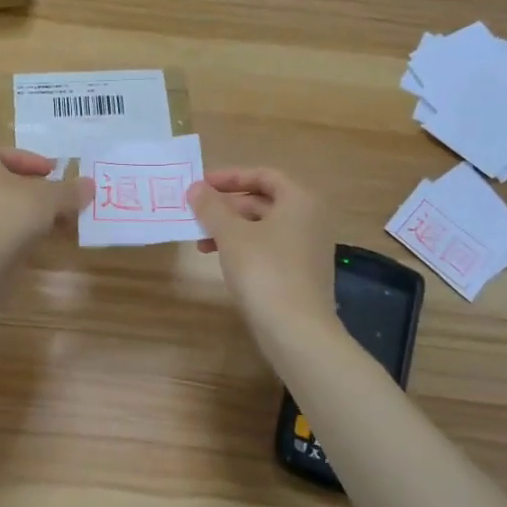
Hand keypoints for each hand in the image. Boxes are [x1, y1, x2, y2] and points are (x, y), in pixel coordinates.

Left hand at [0, 145, 92, 253]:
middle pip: (5, 181)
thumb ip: (69, 191)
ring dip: (24, 213)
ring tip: (50, 224)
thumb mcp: (47, 198)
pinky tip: (30, 242)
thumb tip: (89, 185)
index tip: (58, 176)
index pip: (13, 154)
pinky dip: (11, 231)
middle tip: (58, 201)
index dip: (40, 164)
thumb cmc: (6, 215)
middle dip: (34, 191)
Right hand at [188, 168, 335, 334]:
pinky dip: (245, 247)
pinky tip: (222, 261)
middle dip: (227, 207)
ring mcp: (309, 247)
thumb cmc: (264, 271)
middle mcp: (310, 219)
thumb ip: (211, 207)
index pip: (263, 175)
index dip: (230, 177)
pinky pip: (270, 248)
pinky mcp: (303, 273)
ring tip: (201, 242)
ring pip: (264, 227)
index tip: (202, 185)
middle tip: (196, 214)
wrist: (297, 331)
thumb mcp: (231, 235)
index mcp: (299, 200)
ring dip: (231, 229)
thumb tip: (196, 187)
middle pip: (264, 201)